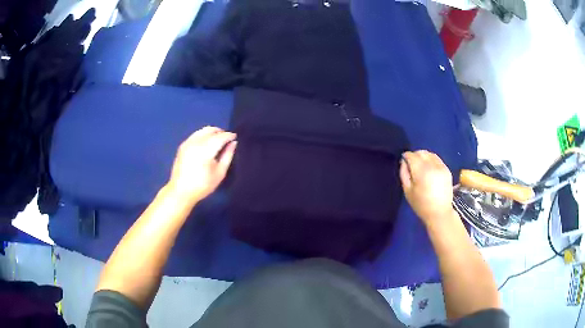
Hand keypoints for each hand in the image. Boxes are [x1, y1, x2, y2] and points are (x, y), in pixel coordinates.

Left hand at [167, 126, 236, 203]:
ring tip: (217, 140)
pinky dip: (203, 135)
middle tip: (227, 139)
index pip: (220, 137)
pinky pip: (195, 135)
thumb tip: (233, 143)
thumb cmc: (202, 186)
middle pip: (210, 130)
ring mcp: (187, 143)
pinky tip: (206, 144)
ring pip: (202, 130)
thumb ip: (227, 156)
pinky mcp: (182, 146)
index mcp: (205, 150)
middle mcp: (196, 143)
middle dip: (220, 132)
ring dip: (211, 132)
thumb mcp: (219, 173)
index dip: (229, 135)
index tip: (235, 137)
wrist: (180, 192)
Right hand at [399, 150, 454, 225]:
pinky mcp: (447, 170)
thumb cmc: (421, 204)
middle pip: (421, 152)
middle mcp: (432, 166)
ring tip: (420, 166)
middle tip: (411, 164)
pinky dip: (431, 160)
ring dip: (424, 157)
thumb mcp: (407, 191)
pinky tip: (429, 170)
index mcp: (421, 171)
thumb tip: (404, 162)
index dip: (406, 156)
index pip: (412, 156)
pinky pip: (437, 159)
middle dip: (415, 155)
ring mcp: (441, 167)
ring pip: (430, 154)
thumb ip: (404, 173)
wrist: (440, 213)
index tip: (403, 160)